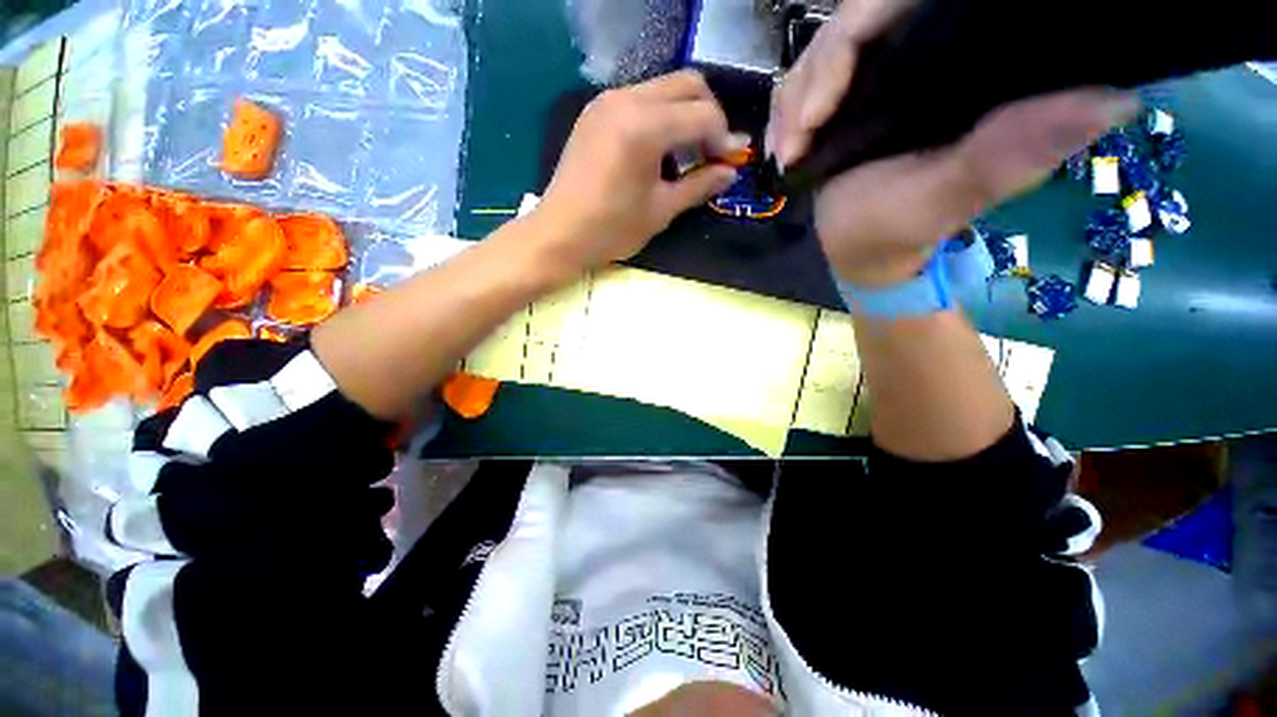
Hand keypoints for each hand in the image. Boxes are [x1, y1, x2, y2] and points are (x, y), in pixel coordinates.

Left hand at [533, 71, 743, 270]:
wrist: (559, 234)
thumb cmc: (611, 229)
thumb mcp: (661, 210)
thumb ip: (699, 185)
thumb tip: (729, 172)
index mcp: (645, 125)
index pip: (702, 114)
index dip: (723, 137)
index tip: (730, 162)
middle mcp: (626, 99)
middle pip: (687, 84)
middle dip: (709, 115)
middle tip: (711, 152)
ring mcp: (607, 101)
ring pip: (663, 88)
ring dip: (684, 114)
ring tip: (686, 155)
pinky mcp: (595, 112)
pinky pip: (639, 99)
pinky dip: (659, 116)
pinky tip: (658, 150)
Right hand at [766, 0, 1138, 287]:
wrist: (863, 249)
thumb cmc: (901, 229)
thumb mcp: (950, 198)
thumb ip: (1008, 155)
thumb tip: (1112, 99)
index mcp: (954, 63)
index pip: (891, 9)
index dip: (848, 43)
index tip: (813, 117)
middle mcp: (920, 53)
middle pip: (851, 25)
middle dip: (810, 84)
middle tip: (795, 145)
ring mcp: (879, 73)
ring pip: (822, 53)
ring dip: (794, 103)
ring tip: (788, 153)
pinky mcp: (851, 95)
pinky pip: (807, 83)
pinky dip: (787, 113)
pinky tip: (785, 146)